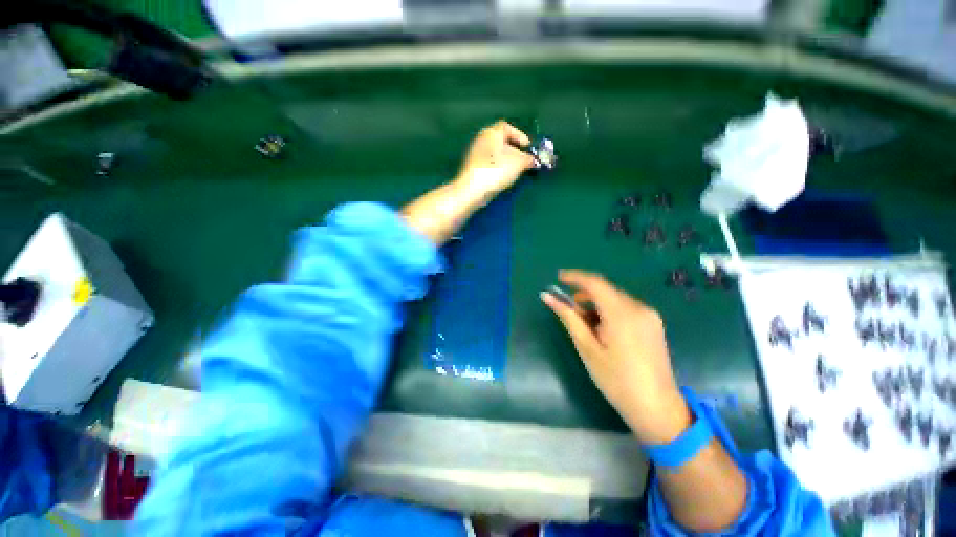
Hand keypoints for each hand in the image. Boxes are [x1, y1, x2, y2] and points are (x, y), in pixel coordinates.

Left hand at [453, 120, 537, 204]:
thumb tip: (533, 160)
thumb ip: (528, 159)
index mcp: (491, 133)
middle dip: (514, 150)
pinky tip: (503, 178)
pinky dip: (498, 168)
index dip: (520, 136)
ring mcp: (475, 155)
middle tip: (524, 160)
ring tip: (516, 171)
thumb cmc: (496, 171)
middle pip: (501, 141)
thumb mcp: (518, 163)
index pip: (507, 127)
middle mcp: (481, 140)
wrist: (472, 191)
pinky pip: (489, 164)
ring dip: (506, 161)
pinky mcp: (472, 169)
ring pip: (495, 154)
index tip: (528, 148)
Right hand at [541, 270, 691, 444]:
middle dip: (584, 294)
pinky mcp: (653, 323)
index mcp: (621, 313)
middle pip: (605, 290)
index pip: (594, 283)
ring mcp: (649, 315)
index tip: (558, 278)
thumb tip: (547, 296)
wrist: (657, 408)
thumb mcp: (587, 348)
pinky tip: (602, 329)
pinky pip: (625, 307)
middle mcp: (639, 307)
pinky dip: (609, 311)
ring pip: (615, 298)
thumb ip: (568, 317)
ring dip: (596, 303)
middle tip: (569, 310)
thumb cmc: (616, 380)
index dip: (574, 277)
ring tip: (584, 323)